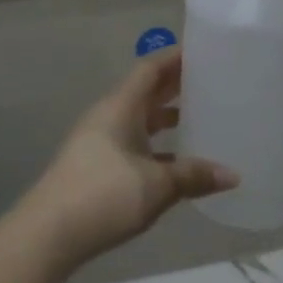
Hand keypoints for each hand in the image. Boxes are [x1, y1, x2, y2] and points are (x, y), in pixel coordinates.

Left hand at [17, 49, 237, 270]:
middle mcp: (109, 115)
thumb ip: (193, 176)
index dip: (174, 58)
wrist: (49, 232)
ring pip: (139, 118)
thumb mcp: (156, 185)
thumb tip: (232, 174)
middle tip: (209, 81)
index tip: (201, 51)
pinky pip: (133, 141)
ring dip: (165, 115)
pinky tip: (176, 161)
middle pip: (145, 91)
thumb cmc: (104, 195)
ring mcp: (100, 140)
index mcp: (121, 106)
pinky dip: (155, 143)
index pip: (150, 69)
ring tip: (198, 116)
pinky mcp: (96, 165)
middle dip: (174, 85)